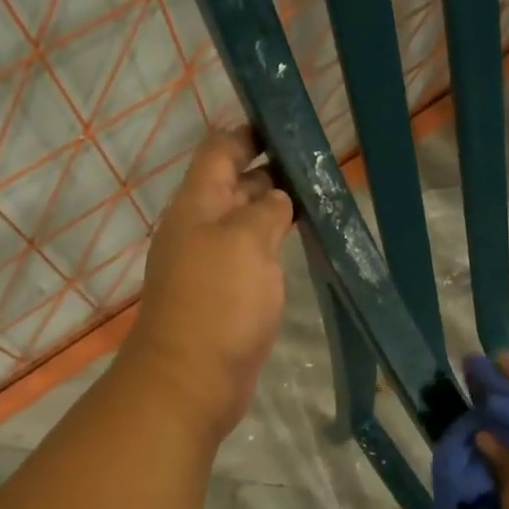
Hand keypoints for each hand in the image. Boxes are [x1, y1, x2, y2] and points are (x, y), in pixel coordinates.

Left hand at [120, 131, 293, 439]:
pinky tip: (298, 246)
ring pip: (245, 223)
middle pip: (234, 186)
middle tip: (317, 166)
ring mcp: (211, 264)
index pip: (220, 151)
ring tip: (317, 201)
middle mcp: (200, 228)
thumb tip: (277, 199)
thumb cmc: (218, 302)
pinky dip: (272, 245)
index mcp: (197, 205)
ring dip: (275, 210)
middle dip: (270, 171)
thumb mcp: (246, 242)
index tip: (288, 128)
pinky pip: (250, 257)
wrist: (191, 380)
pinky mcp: (225, 296)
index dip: (249, 133)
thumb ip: (265, 210)